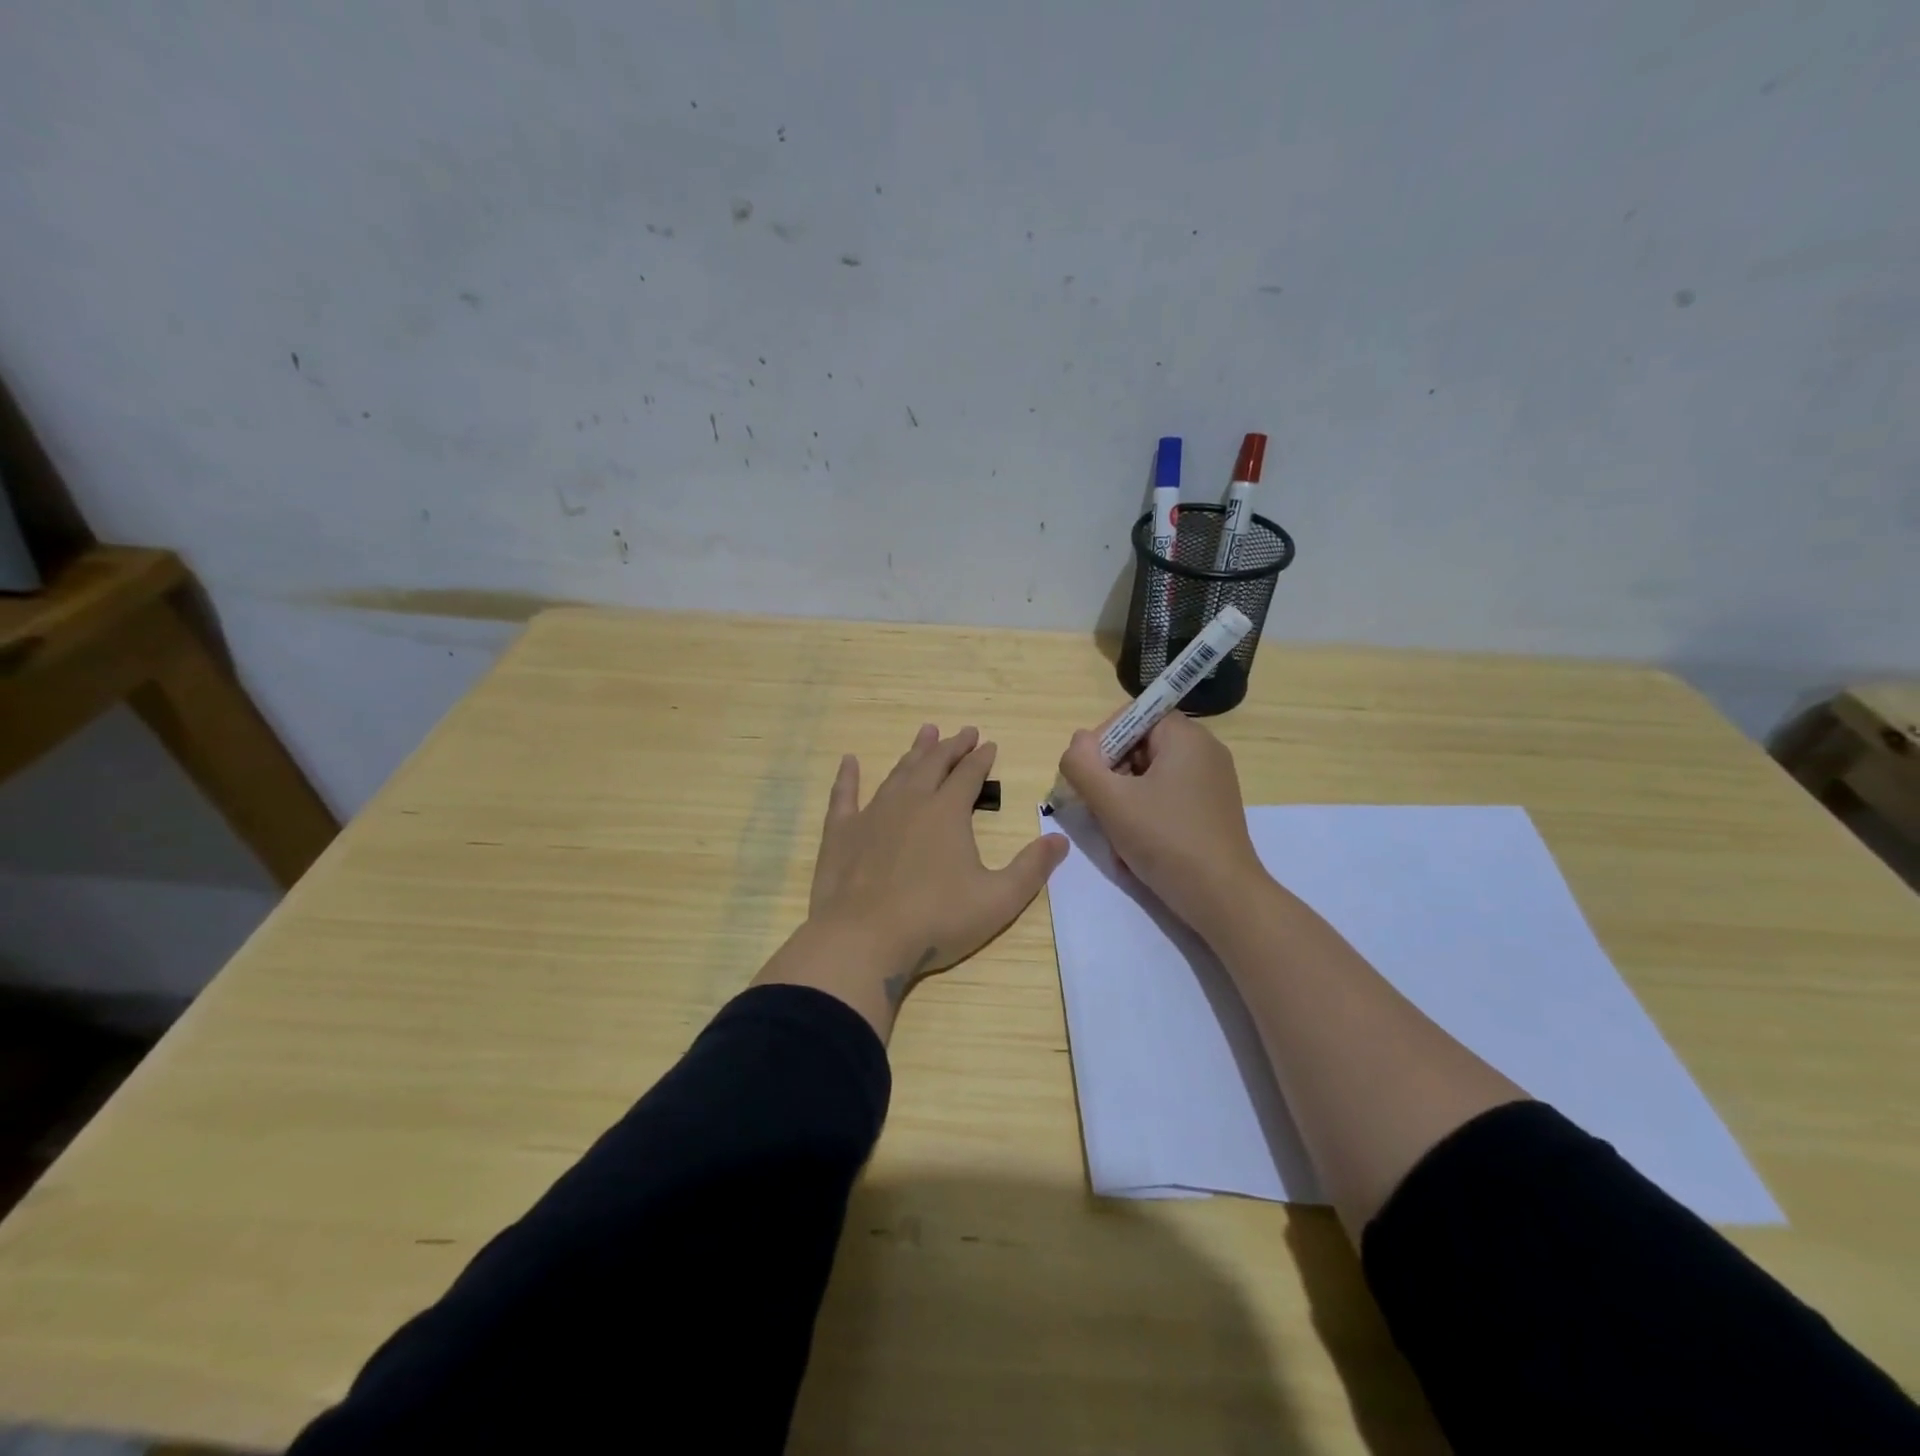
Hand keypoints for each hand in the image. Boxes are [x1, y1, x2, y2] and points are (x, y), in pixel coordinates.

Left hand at [806, 723, 1067, 1009]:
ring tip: (925, 733)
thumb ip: (1031, 869)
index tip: (989, 744)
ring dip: (914, 753)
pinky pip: (844, 795)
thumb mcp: (997, 900)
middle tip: (963, 732)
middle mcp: (910, 802)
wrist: (863, 939)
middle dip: (951, 746)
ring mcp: (872, 814)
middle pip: (934, 764)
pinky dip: (847, 776)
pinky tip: (849, 761)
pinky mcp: (840, 833)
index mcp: (947, 813)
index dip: (981, 758)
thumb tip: (1060, 840)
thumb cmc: (936, 920)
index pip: (969, 775)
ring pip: (897, 773)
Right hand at [1057, 711, 1266, 936]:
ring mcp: (1211, 783)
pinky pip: (1166, 799)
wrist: (1223, 898)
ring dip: (1123, 801)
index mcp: (1186, 737)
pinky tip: (1134, 848)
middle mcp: (1204, 752)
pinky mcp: (1212, 811)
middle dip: (1111, 776)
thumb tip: (1077, 743)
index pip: (1133, 716)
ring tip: (1114, 835)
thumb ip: (1082, 764)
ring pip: (1149, 777)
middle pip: (1140, 747)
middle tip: (1096, 808)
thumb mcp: (1111, 801)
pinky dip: (1145, 815)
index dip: (1103, 740)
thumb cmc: (1165, 840)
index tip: (1087, 775)